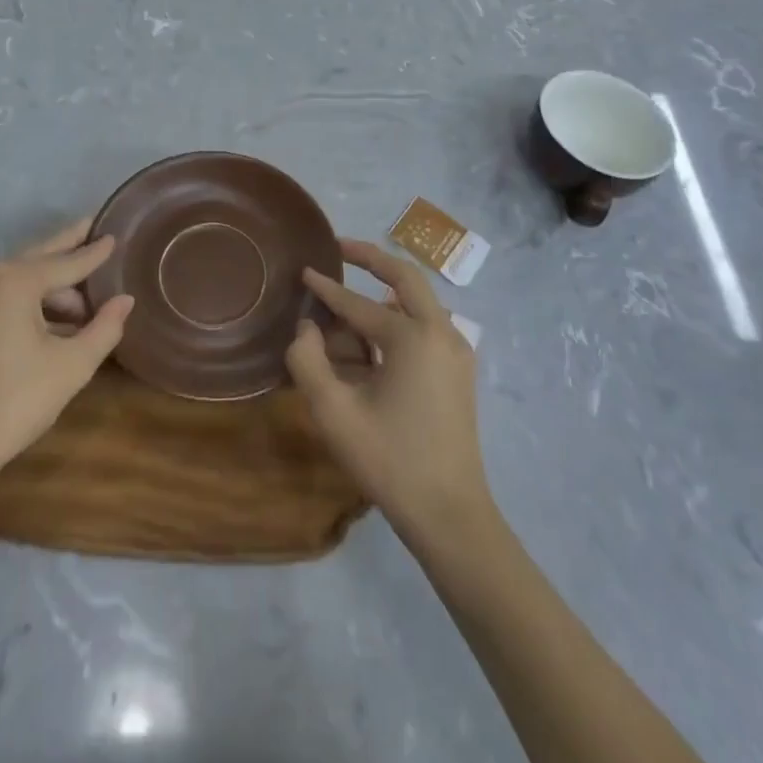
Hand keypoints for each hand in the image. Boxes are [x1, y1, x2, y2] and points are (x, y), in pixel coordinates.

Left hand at [0, 219, 132, 490]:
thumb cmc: (13, 402)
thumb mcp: (71, 366)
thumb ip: (104, 328)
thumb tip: (125, 300)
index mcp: (14, 279)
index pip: (67, 262)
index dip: (95, 252)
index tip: (115, 235)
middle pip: (39, 256)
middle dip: (69, 246)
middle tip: (93, 227)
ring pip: (20, 278)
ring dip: (52, 287)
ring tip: (86, 304)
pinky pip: (2, 294)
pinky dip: (29, 301)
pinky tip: (54, 321)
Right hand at [288, 239, 493, 546]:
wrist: (450, 515)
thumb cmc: (390, 461)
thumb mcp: (334, 413)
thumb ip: (308, 361)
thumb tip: (306, 328)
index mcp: (413, 337)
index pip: (358, 303)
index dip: (326, 288)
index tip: (303, 270)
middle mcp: (441, 332)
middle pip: (405, 276)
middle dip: (371, 257)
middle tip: (340, 247)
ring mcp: (456, 351)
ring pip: (417, 302)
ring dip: (384, 293)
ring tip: (348, 300)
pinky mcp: (459, 372)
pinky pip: (426, 327)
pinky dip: (398, 318)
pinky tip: (373, 338)